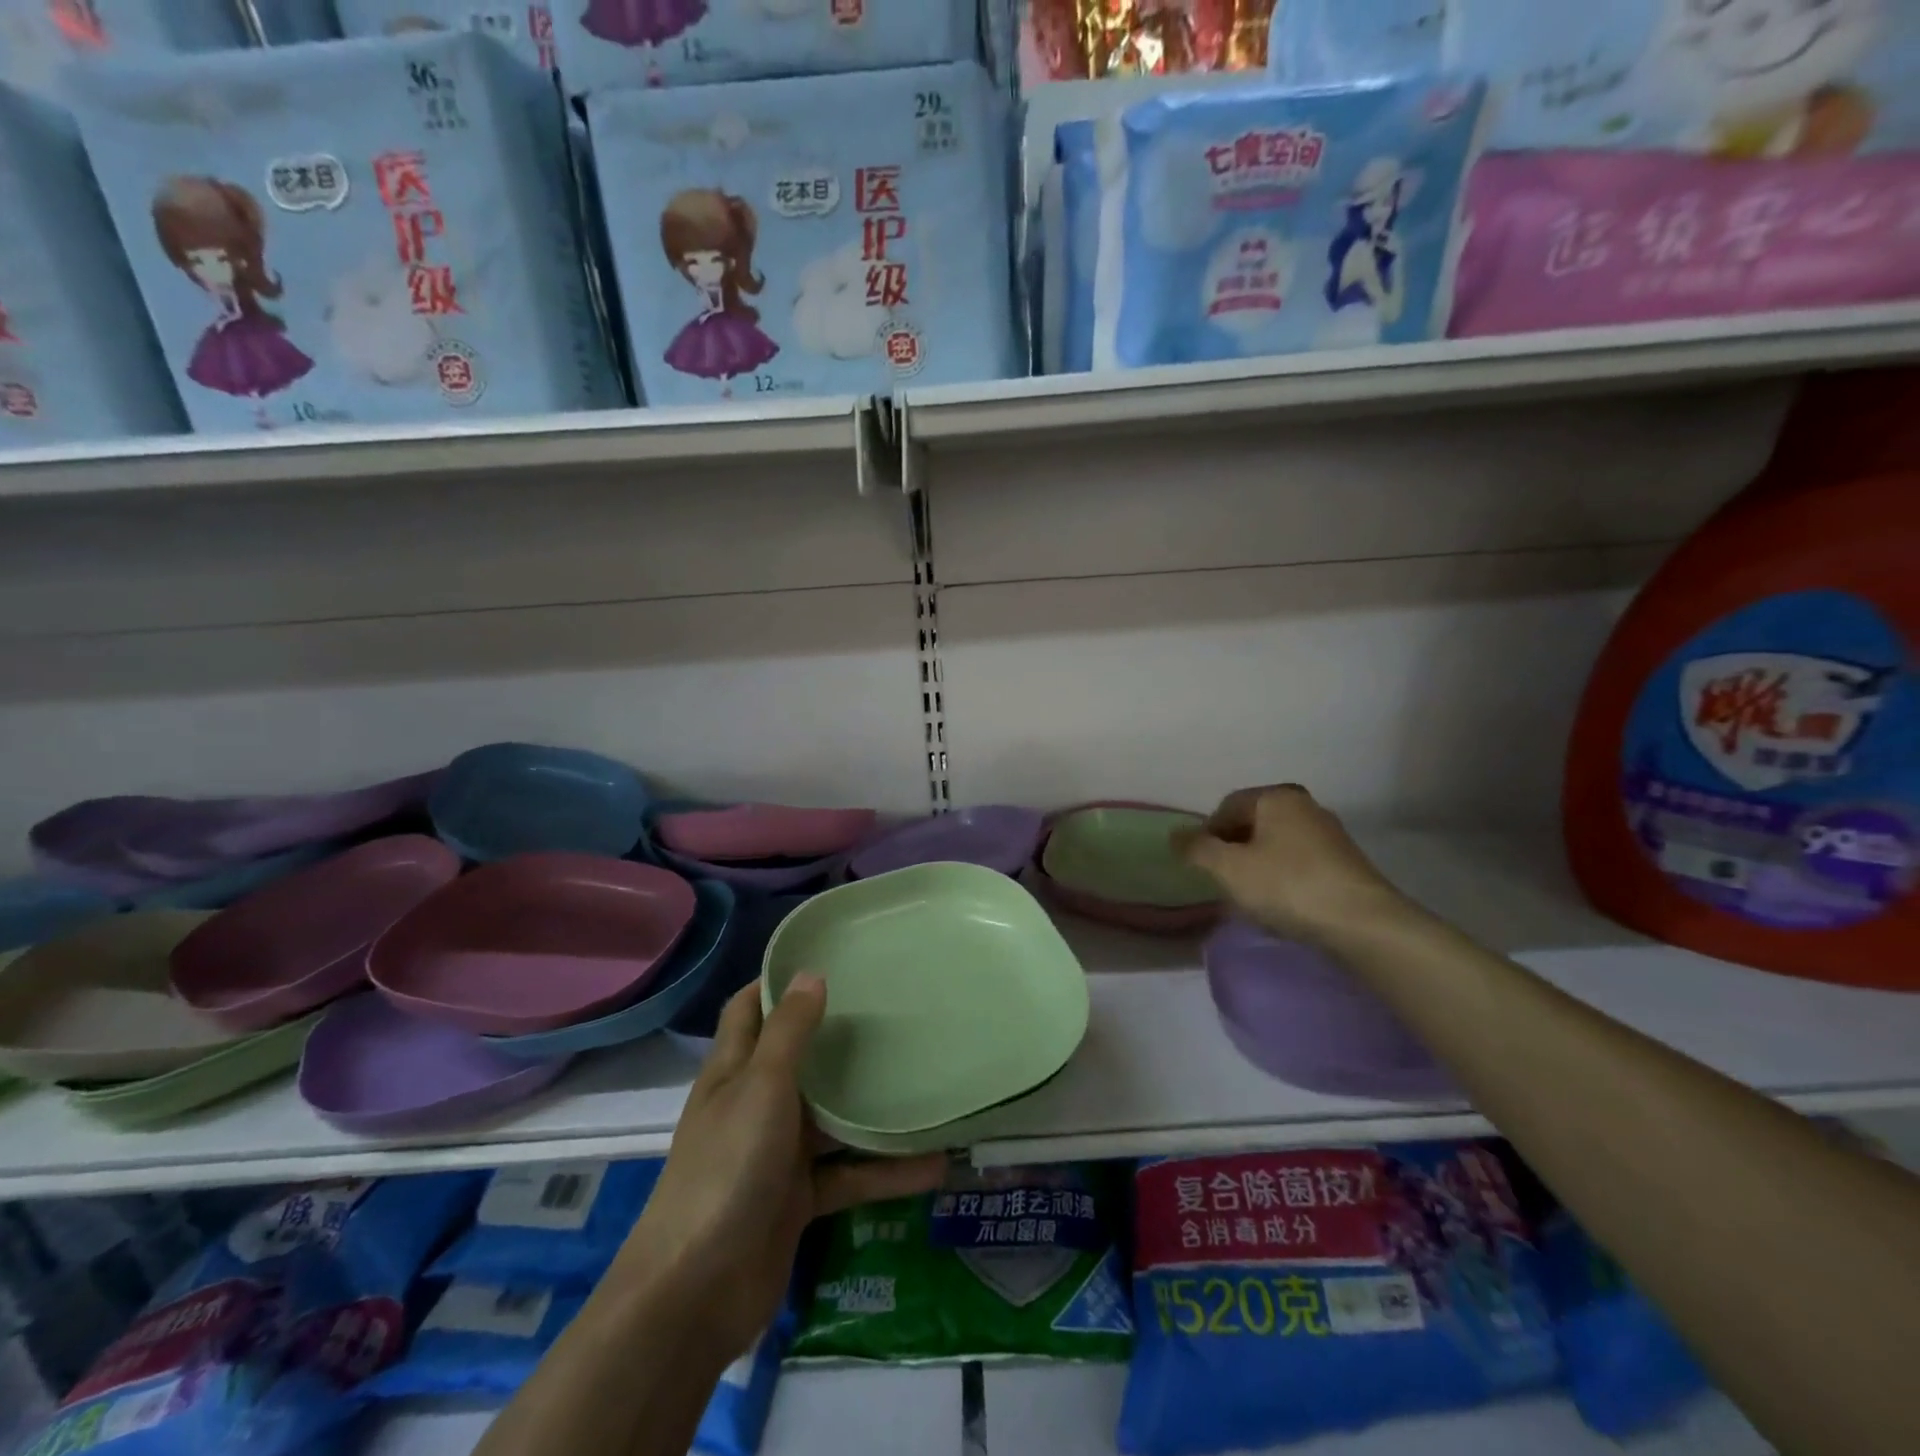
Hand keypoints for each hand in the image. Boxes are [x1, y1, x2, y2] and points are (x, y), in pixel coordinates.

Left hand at [615, 977, 946, 1365]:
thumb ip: (789, 1033)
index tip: (827, 957)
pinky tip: (933, 1166)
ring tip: (922, 1079)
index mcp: (733, 1071)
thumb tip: (811, 974)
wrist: (696, 1295)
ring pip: (830, 1119)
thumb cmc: (726, 1171)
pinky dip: (884, 1171)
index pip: (749, 1009)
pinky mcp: (797, 1200)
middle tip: (889, 1009)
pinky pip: (847, 1175)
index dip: (777, 982)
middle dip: (836, 1036)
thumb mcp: (761, 1089)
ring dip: (869, 1107)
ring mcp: (776, 1154)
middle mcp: (753, 1105)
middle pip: (796, 1059)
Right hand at [1176, 784, 1412, 946]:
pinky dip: (1282, 876)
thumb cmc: (1287, 886)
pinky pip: (1298, 861)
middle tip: (1223, 880)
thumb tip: (1175, 835)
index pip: (1227, 807)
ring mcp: (1328, 833)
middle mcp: (1304, 805)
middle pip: (1252, 823)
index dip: (1207, 835)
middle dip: (1232, 850)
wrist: (1362, 923)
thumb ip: (1196, 849)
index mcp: (1276, 797)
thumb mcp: (1229, 868)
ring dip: (1256, 864)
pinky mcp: (1344, 861)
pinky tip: (1280, 901)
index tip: (1202, 866)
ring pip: (1275, 843)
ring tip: (1250, 895)